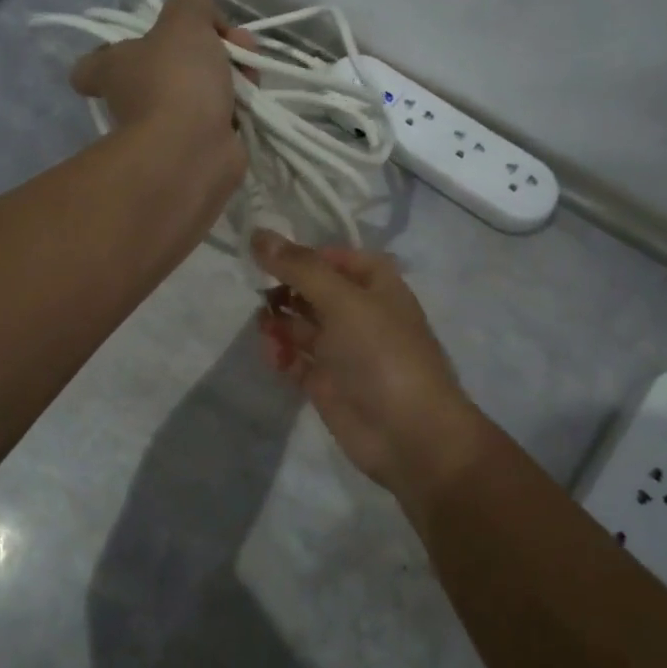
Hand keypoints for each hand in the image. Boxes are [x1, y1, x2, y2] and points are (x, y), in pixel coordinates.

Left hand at [71, 0, 251, 156]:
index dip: (113, 53)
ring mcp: (165, 128)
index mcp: (113, 69)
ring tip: (250, 68)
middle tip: (232, 43)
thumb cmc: (176, 80)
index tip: (146, 44)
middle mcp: (132, 100)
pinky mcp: (198, 148)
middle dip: (205, 48)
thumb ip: (191, 0)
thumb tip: (204, 17)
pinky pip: (220, 117)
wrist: (192, 151)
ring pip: (199, 90)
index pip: (93, 66)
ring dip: (230, 74)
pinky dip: (238, 106)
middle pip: (166, 67)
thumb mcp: (184, 19)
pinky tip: (254, 96)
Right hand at [252, 231, 485, 497]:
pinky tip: (274, 355)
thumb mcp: (343, 300)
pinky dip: (282, 354)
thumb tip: (259, 233)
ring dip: (279, 321)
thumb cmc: (382, 354)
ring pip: (301, 323)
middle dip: (284, 289)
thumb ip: (299, 267)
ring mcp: (342, 348)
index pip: (332, 257)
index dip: (301, 254)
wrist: (409, 434)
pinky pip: (296, 358)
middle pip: (312, 289)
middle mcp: (358, 311)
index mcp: (374, 284)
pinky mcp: (327, 381)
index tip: (264, 255)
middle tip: (257, 292)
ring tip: (265, 327)